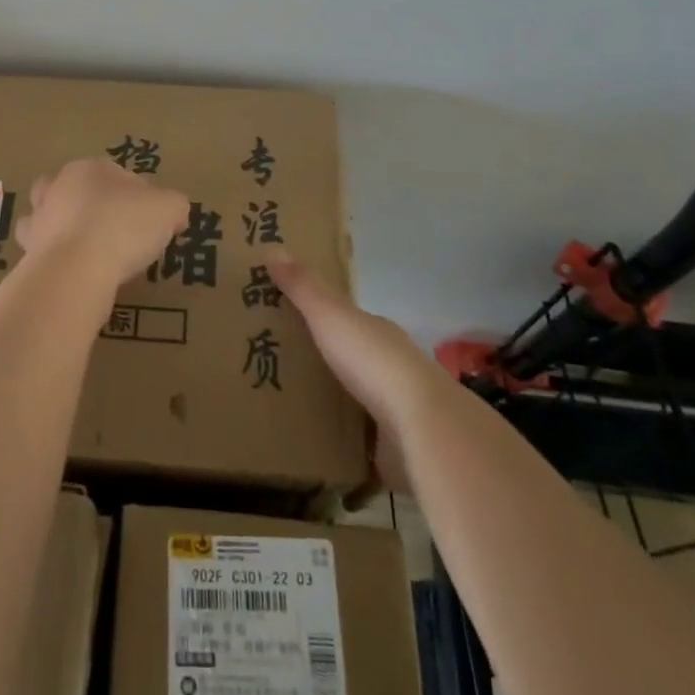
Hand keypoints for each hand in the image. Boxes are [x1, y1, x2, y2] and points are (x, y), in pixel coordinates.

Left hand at [15, 157, 189, 296]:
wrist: (76, 268)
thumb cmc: (123, 225)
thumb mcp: (168, 208)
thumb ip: (174, 205)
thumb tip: (174, 214)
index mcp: (89, 169)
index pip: (115, 174)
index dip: (135, 194)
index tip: (149, 218)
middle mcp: (57, 188)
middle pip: (73, 190)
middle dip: (88, 204)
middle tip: (114, 230)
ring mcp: (38, 221)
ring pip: (49, 218)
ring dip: (63, 230)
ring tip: (89, 252)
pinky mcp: (29, 254)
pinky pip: (44, 254)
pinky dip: (57, 260)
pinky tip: (75, 274)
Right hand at [266, 249, 449, 487]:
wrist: (421, 427)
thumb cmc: (373, 361)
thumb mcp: (330, 315)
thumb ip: (303, 287)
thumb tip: (272, 246)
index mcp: (375, 332)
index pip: (345, 319)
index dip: (317, 316)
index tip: (284, 319)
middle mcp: (389, 366)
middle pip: (349, 359)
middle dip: (320, 361)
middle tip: (274, 365)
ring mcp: (394, 409)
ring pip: (355, 400)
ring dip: (331, 402)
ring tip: (286, 408)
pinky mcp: (393, 448)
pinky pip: (359, 441)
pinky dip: (341, 442)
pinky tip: (314, 446)